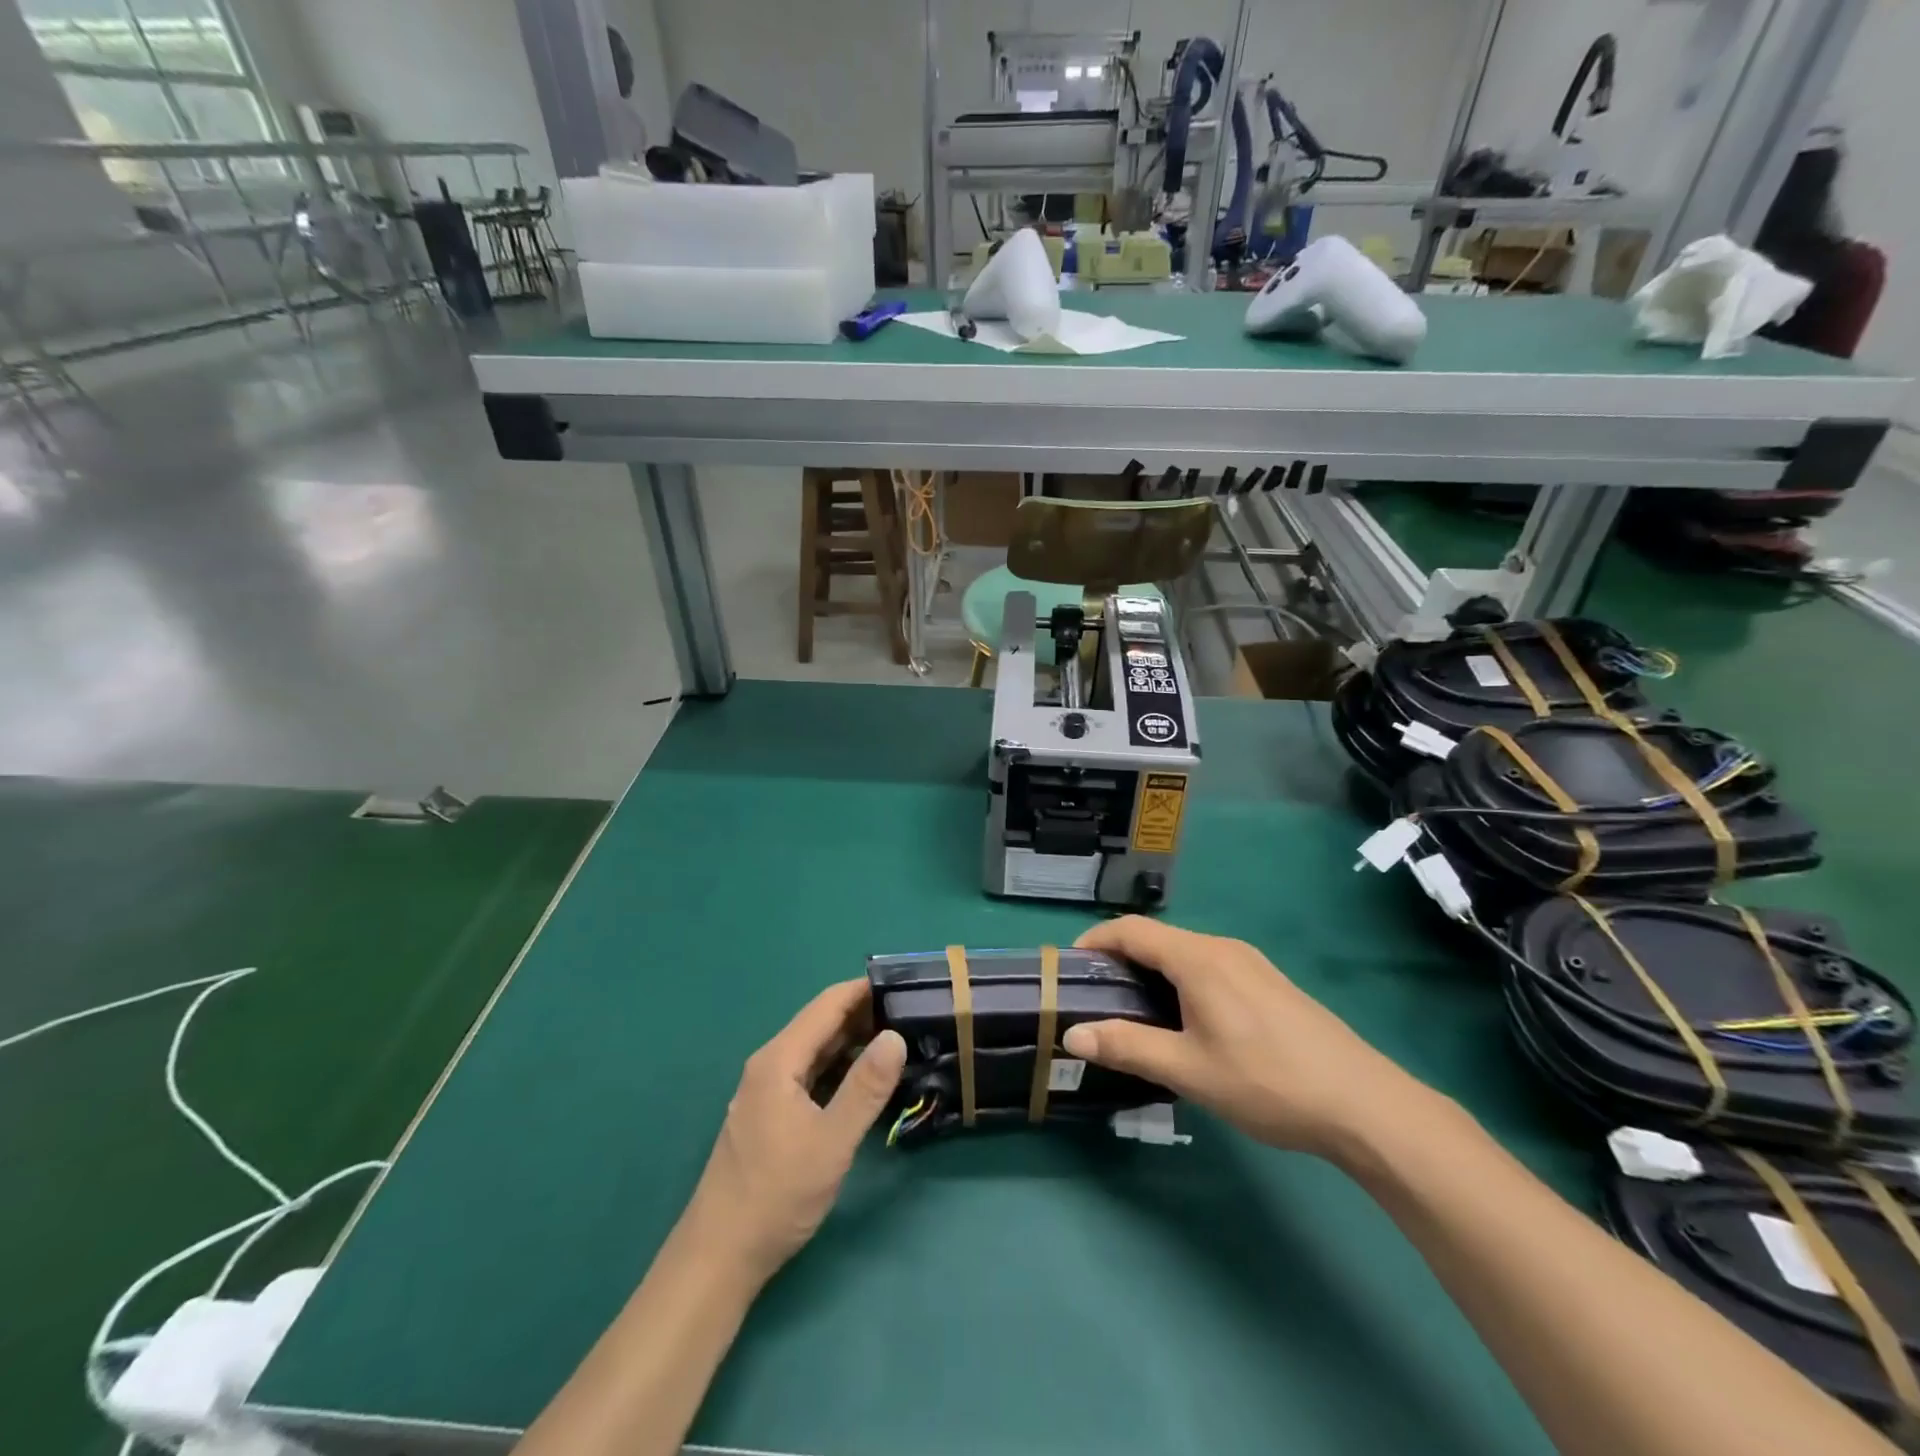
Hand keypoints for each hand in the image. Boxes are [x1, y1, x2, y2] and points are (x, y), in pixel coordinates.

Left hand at [682, 980, 905, 1282]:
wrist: (719, 1258)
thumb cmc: (776, 1195)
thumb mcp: (831, 1141)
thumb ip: (865, 1087)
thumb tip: (895, 1035)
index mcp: (779, 1060)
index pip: (827, 1004)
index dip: (865, 990)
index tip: (905, 985)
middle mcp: (770, 1065)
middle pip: (821, 1024)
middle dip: (864, 1014)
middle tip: (912, 1015)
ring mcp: (768, 1091)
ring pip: (817, 1052)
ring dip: (854, 1042)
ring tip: (899, 1042)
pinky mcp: (771, 1115)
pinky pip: (811, 1076)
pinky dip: (840, 1069)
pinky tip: (866, 1082)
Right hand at [1063, 917, 1437, 1160]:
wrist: (1364, 1105)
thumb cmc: (1267, 1082)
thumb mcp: (1188, 1070)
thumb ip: (1127, 1047)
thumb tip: (1071, 1034)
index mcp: (1198, 959)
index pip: (1131, 930)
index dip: (1095, 941)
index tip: (1069, 969)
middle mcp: (1223, 949)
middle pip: (1157, 940)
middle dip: (1120, 961)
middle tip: (1097, 1000)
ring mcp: (1251, 964)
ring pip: (1185, 954)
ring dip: (1151, 973)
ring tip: (1135, 1014)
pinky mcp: (1269, 984)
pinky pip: (1210, 968)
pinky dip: (1181, 982)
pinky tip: (1187, 1023)